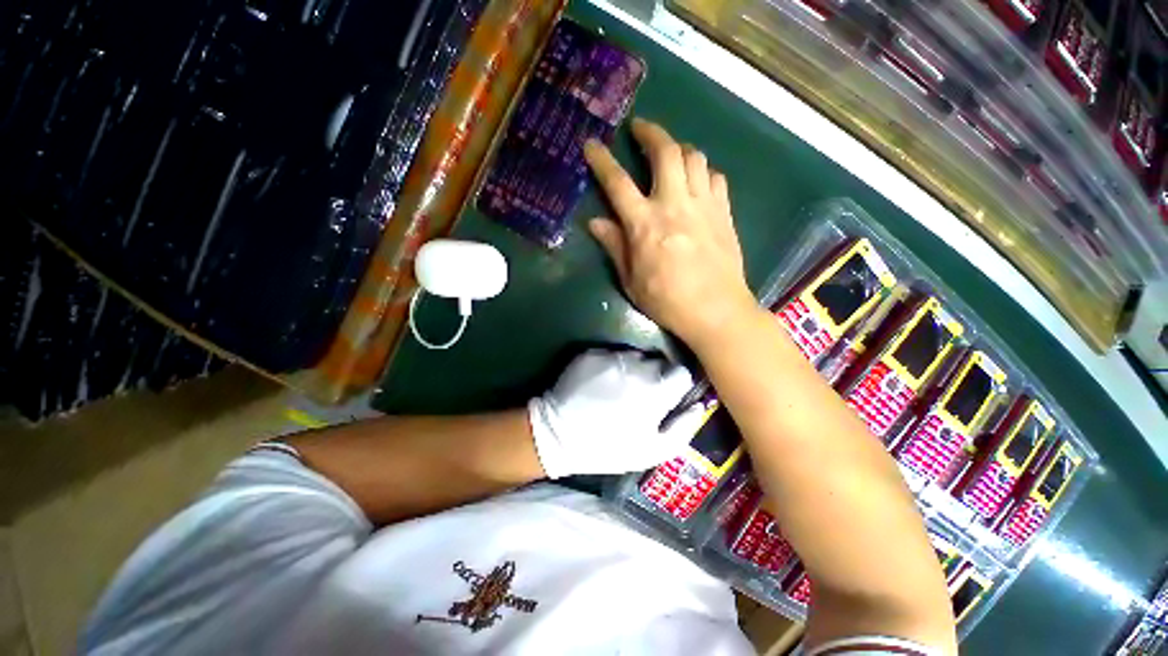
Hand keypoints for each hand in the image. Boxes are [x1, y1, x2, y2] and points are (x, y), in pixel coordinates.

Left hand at [529, 349, 706, 478]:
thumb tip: (699, 406)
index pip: (681, 372)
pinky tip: (599, 383)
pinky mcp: (591, 352)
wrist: (558, 435)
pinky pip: (610, 354)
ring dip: (632, 368)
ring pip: (633, 355)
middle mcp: (637, 364)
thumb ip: (683, 428)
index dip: (676, 384)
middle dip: (654, 374)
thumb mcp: (652, 452)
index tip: (666, 395)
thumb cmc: (608, 447)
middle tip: (640, 394)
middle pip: (657, 361)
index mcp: (657, 388)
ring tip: (617, 388)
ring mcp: (611, 355)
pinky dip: (610, 365)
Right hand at [584, 118, 756, 350]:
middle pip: (665, 152)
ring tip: (669, 155)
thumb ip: (614, 246)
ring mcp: (703, 205)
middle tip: (640, 129)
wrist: (716, 311)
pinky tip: (696, 182)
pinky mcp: (723, 212)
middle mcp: (674, 205)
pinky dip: (702, 172)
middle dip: (650, 133)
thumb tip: (595, 222)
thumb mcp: (631, 280)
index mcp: (645, 224)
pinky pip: (715, 177)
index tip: (592, 144)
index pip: (617, 183)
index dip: (602, 160)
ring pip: (694, 157)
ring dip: (678, 149)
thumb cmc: (667, 301)